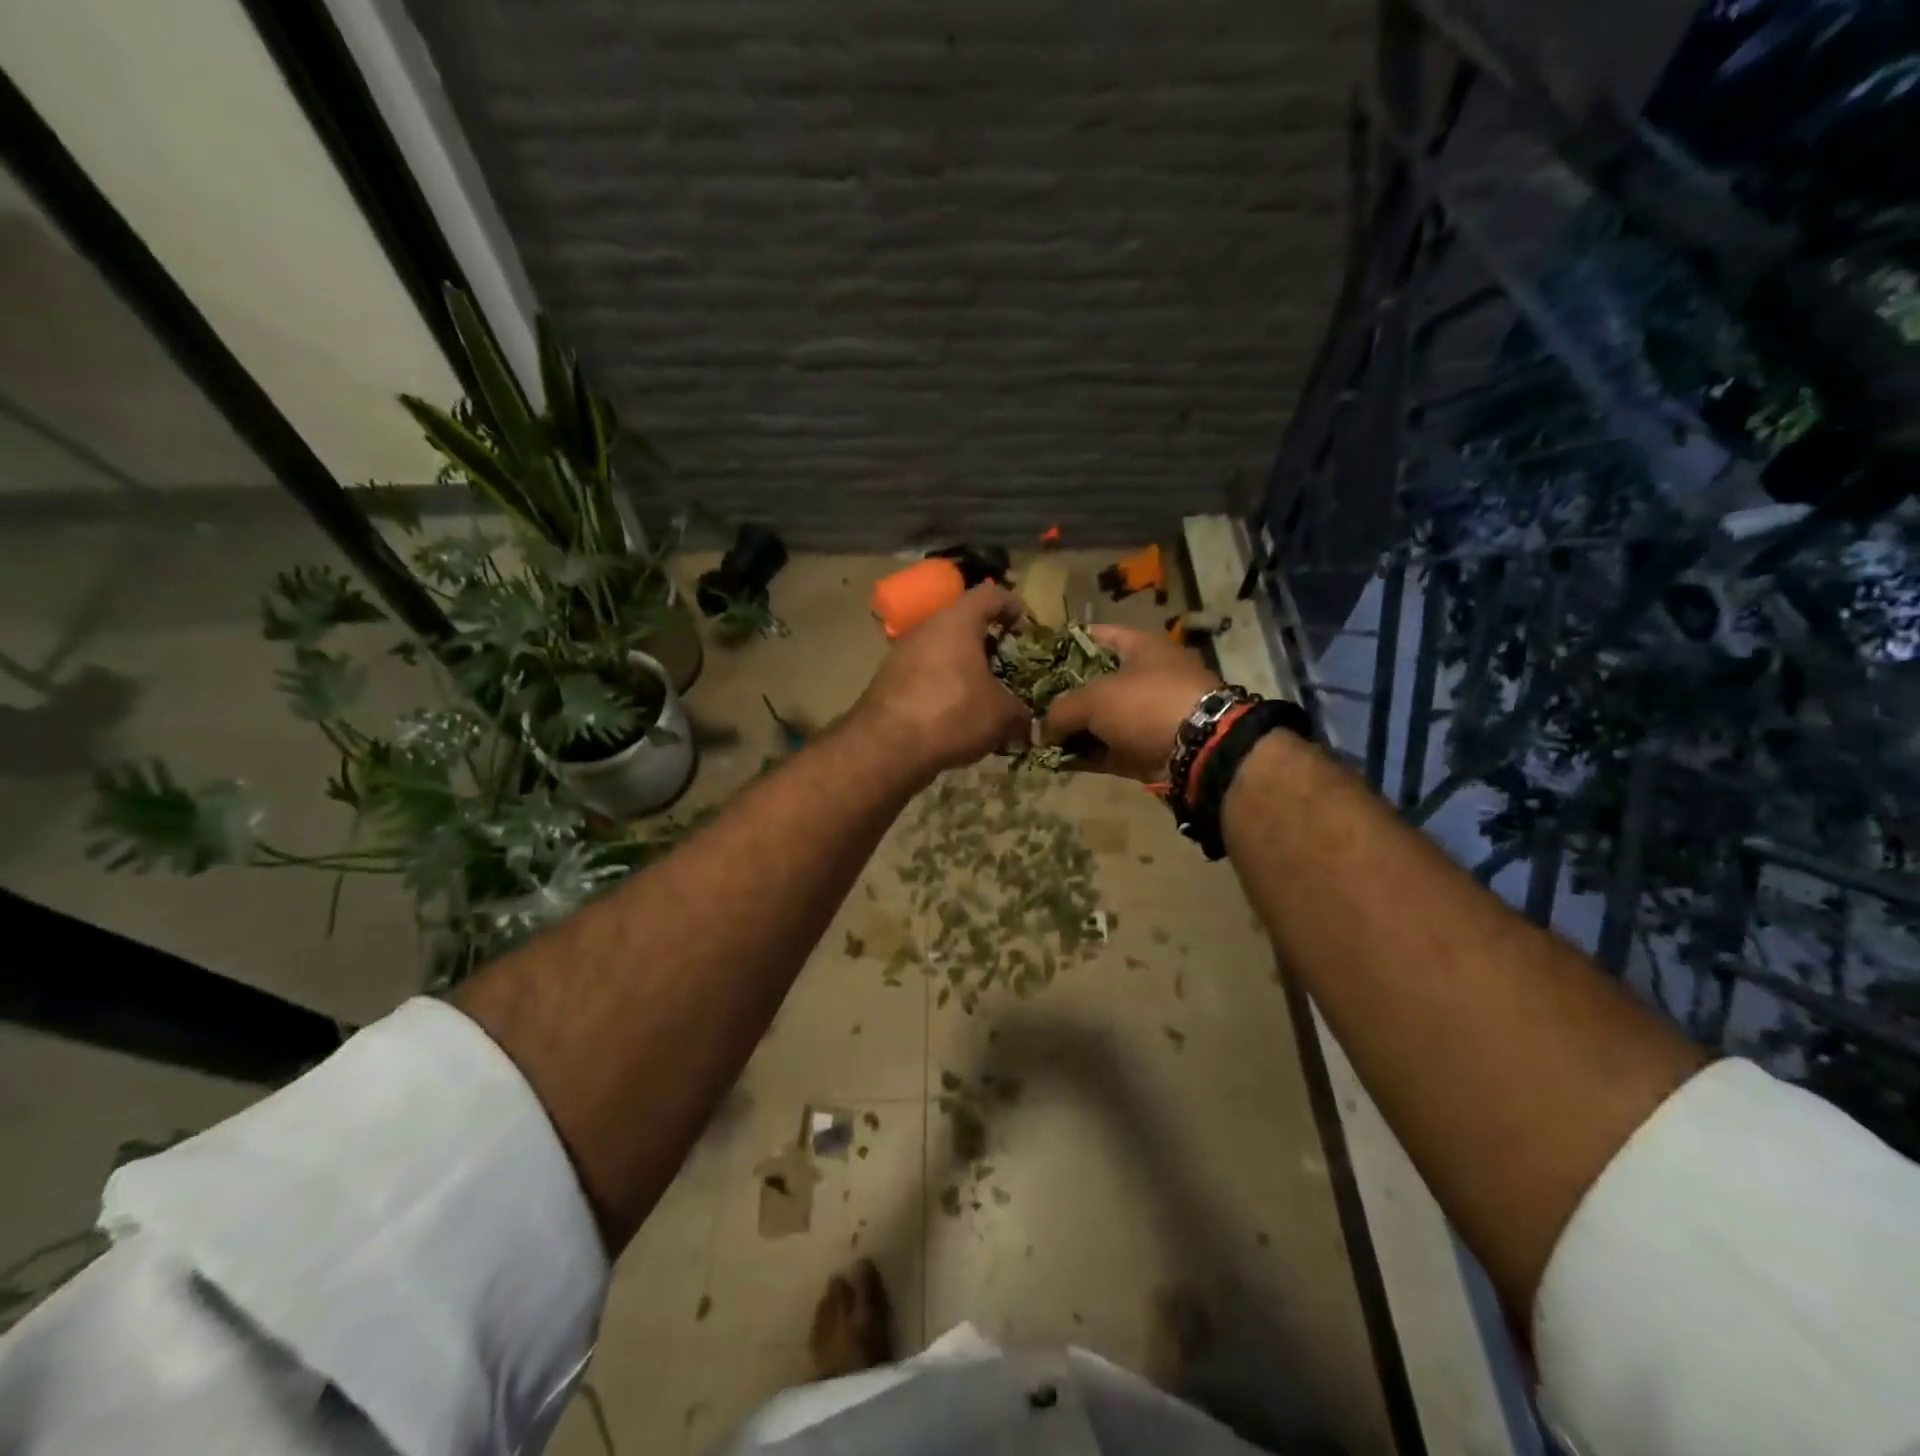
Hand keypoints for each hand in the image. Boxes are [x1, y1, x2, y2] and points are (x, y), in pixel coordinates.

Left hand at [852, 585, 1031, 780]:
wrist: (886, 746)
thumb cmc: (953, 714)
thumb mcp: (1001, 715)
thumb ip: (1020, 712)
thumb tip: (1027, 721)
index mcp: (958, 621)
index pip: (990, 594)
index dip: (1012, 606)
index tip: (1024, 627)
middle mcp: (927, 628)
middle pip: (962, 623)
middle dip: (986, 644)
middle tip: (1005, 667)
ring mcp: (902, 653)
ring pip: (941, 650)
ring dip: (962, 668)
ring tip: (981, 696)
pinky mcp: (887, 680)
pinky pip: (923, 675)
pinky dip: (941, 687)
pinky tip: (953, 715)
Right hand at [1039, 625, 1221, 781]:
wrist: (1202, 750)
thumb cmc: (1146, 704)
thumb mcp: (1094, 699)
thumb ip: (1060, 710)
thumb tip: (1040, 730)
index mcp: (1140, 647)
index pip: (1095, 636)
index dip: (1064, 646)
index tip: (1036, 661)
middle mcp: (1146, 676)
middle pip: (1096, 682)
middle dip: (1064, 695)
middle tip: (1031, 706)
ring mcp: (1150, 715)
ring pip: (1102, 720)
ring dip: (1073, 730)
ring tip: (1037, 738)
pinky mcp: (1149, 748)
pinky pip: (1110, 749)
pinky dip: (1087, 755)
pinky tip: (1057, 762)